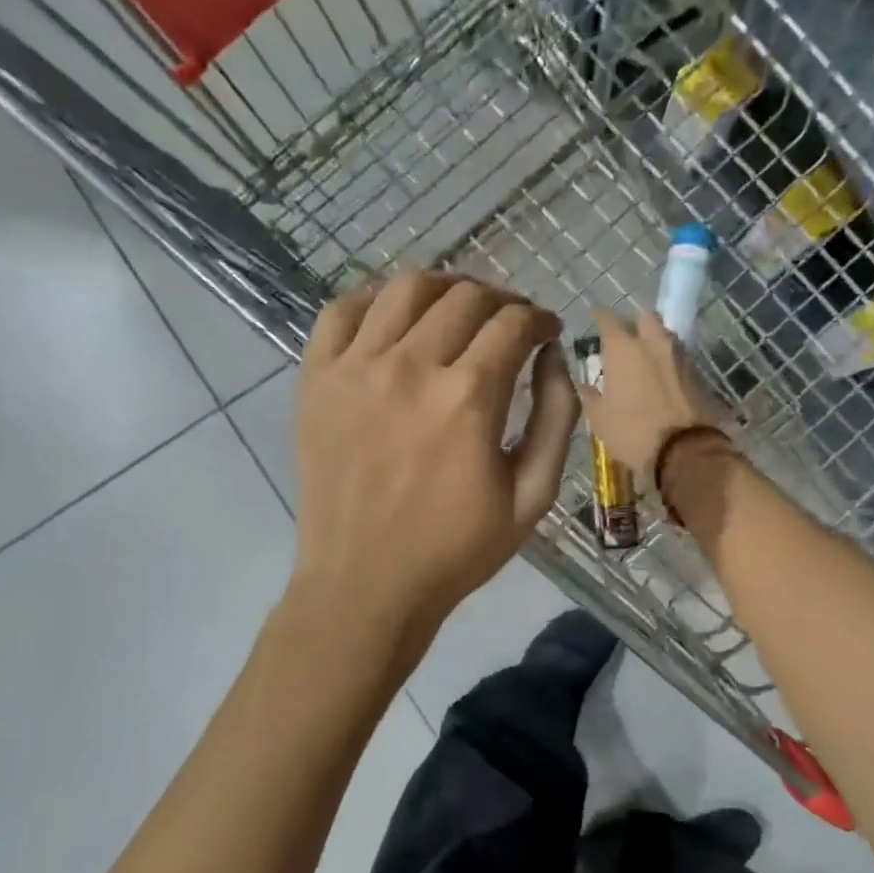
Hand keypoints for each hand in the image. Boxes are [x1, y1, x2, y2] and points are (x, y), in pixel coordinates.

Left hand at [293, 273, 580, 632]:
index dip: (538, 319)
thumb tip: (554, 358)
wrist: (365, 585)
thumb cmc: (456, 549)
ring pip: (405, 289)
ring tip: (457, 308)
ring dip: (444, 287)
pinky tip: (393, 316)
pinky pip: (341, 311)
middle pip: (465, 297)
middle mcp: (410, 367)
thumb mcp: (532, 496)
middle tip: (509, 323)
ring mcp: (356, 368)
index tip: (545, 331)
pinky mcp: (316, 380)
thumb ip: (556, 419)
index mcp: (468, 398)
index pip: (513, 323)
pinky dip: (373, 299)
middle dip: (500, 301)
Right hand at [578, 308, 725, 481]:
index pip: (608, 318)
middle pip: (645, 317)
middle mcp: (653, 343)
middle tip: (625, 337)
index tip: (594, 315)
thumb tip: (584, 386)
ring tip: (645, 358)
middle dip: (635, 322)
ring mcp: (680, 356)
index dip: (600, 315)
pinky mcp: (698, 373)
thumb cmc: (632, 433)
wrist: (685, 451)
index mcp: (624, 349)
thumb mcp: (600, 419)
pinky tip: (662, 376)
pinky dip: (669, 361)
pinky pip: (680, 357)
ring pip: (666, 335)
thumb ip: (590, 397)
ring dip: (655, 340)